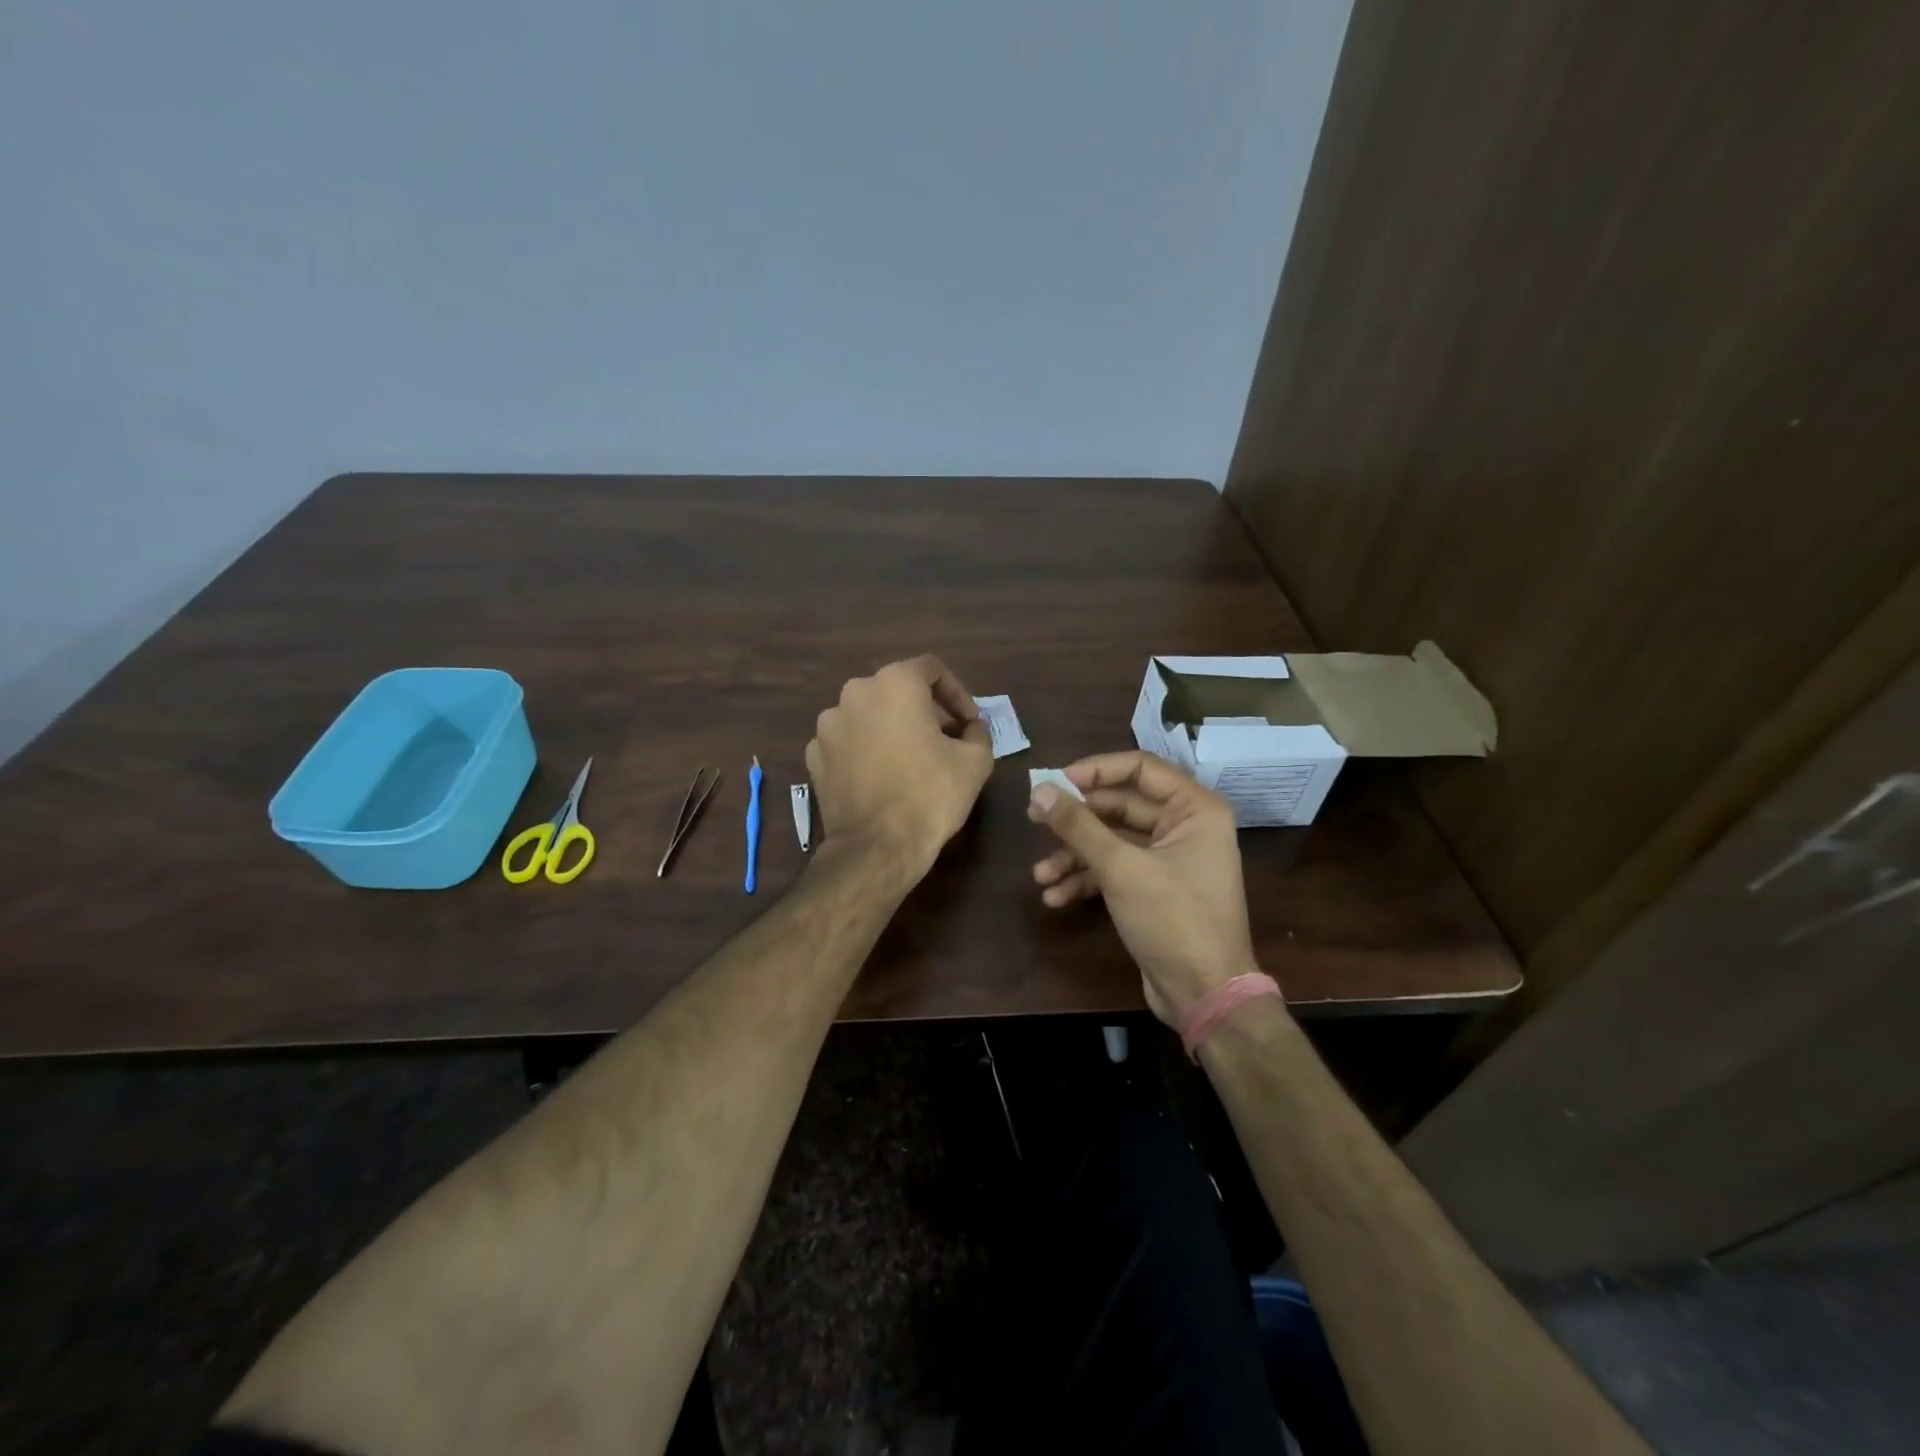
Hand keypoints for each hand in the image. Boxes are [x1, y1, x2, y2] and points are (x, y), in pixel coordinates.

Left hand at [807, 655, 994, 881]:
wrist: (877, 847)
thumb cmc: (931, 795)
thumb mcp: (976, 761)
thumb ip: (978, 732)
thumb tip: (971, 727)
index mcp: (894, 684)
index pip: (931, 669)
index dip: (957, 692)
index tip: (969, 722)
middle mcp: (855, 693)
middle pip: (896, 690)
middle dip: (924, 710)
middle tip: (945, 739)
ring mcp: (828, 725)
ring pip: (868, 715)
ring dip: (891, 728)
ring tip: (911, 758)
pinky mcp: (814, 756)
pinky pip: (847, 741)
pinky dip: (865, 750)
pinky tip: (881, 775)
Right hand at [1029, 750, 1264, 1026]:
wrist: (1204, 996)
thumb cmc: (1173, 920)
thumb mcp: (1121, 869)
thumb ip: (1078, 826)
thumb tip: (1039, 789)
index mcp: (1195, 809)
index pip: (1140, 767)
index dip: (1095, 770)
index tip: (1054, 781)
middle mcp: (1186, 826)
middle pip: (1120, 805)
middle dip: (1076, 819)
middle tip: (1033, 820)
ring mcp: (1170, 859)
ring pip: (1113, 841)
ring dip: (1074, 856)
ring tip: (1039, 875)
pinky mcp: (1155, 888)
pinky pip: (1116, 869)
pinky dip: (1086, 879)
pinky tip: (1056, 897)